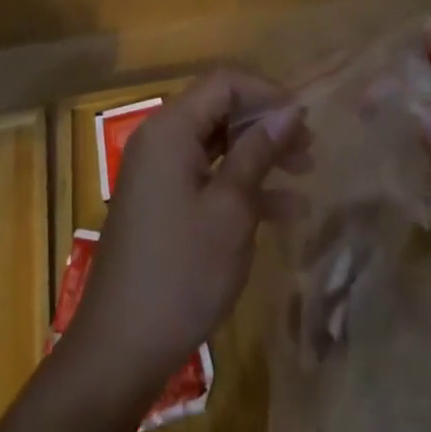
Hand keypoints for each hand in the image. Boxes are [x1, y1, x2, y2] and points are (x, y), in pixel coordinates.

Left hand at [66, 70, 306, 398]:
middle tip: (309, 151)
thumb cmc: (182, 271)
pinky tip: (282, 211)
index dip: (268, 93)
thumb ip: (259, 152)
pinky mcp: (162, 203)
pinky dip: (241, 186)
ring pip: (218, 145)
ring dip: (260, 156)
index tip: (305, 120)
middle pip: (221, 110)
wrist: (120, 348)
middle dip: (267, 125)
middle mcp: (161, 140)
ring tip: (305, 177)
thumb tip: (290, 110)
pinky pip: (207, 176)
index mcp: (171, 129)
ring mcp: (159, 173)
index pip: (224, 83)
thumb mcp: (231, 209)